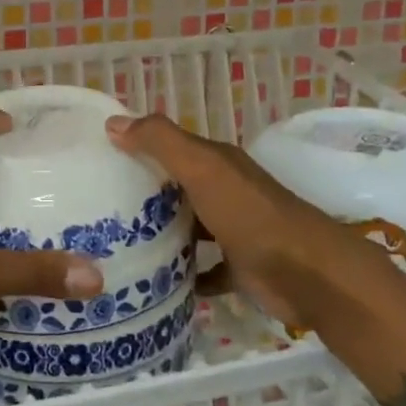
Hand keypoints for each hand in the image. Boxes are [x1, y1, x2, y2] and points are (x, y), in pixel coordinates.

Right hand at [105, 113, 392, 327]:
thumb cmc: (250, 215)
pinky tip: (155, 283)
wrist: (308, 274)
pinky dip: (184, 274)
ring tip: (116, 245)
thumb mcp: (202, 168)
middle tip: (96, 207)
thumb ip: (161, 142)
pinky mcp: (239, 268)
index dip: (137, 147)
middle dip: (143, 193)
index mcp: (216, 163)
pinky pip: (204, 269)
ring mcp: (233, 230)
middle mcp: (224, 191)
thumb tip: (113, 122)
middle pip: (177, 187)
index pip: (169, 146)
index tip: (96, 159)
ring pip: (189, 226)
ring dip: (162, 233)